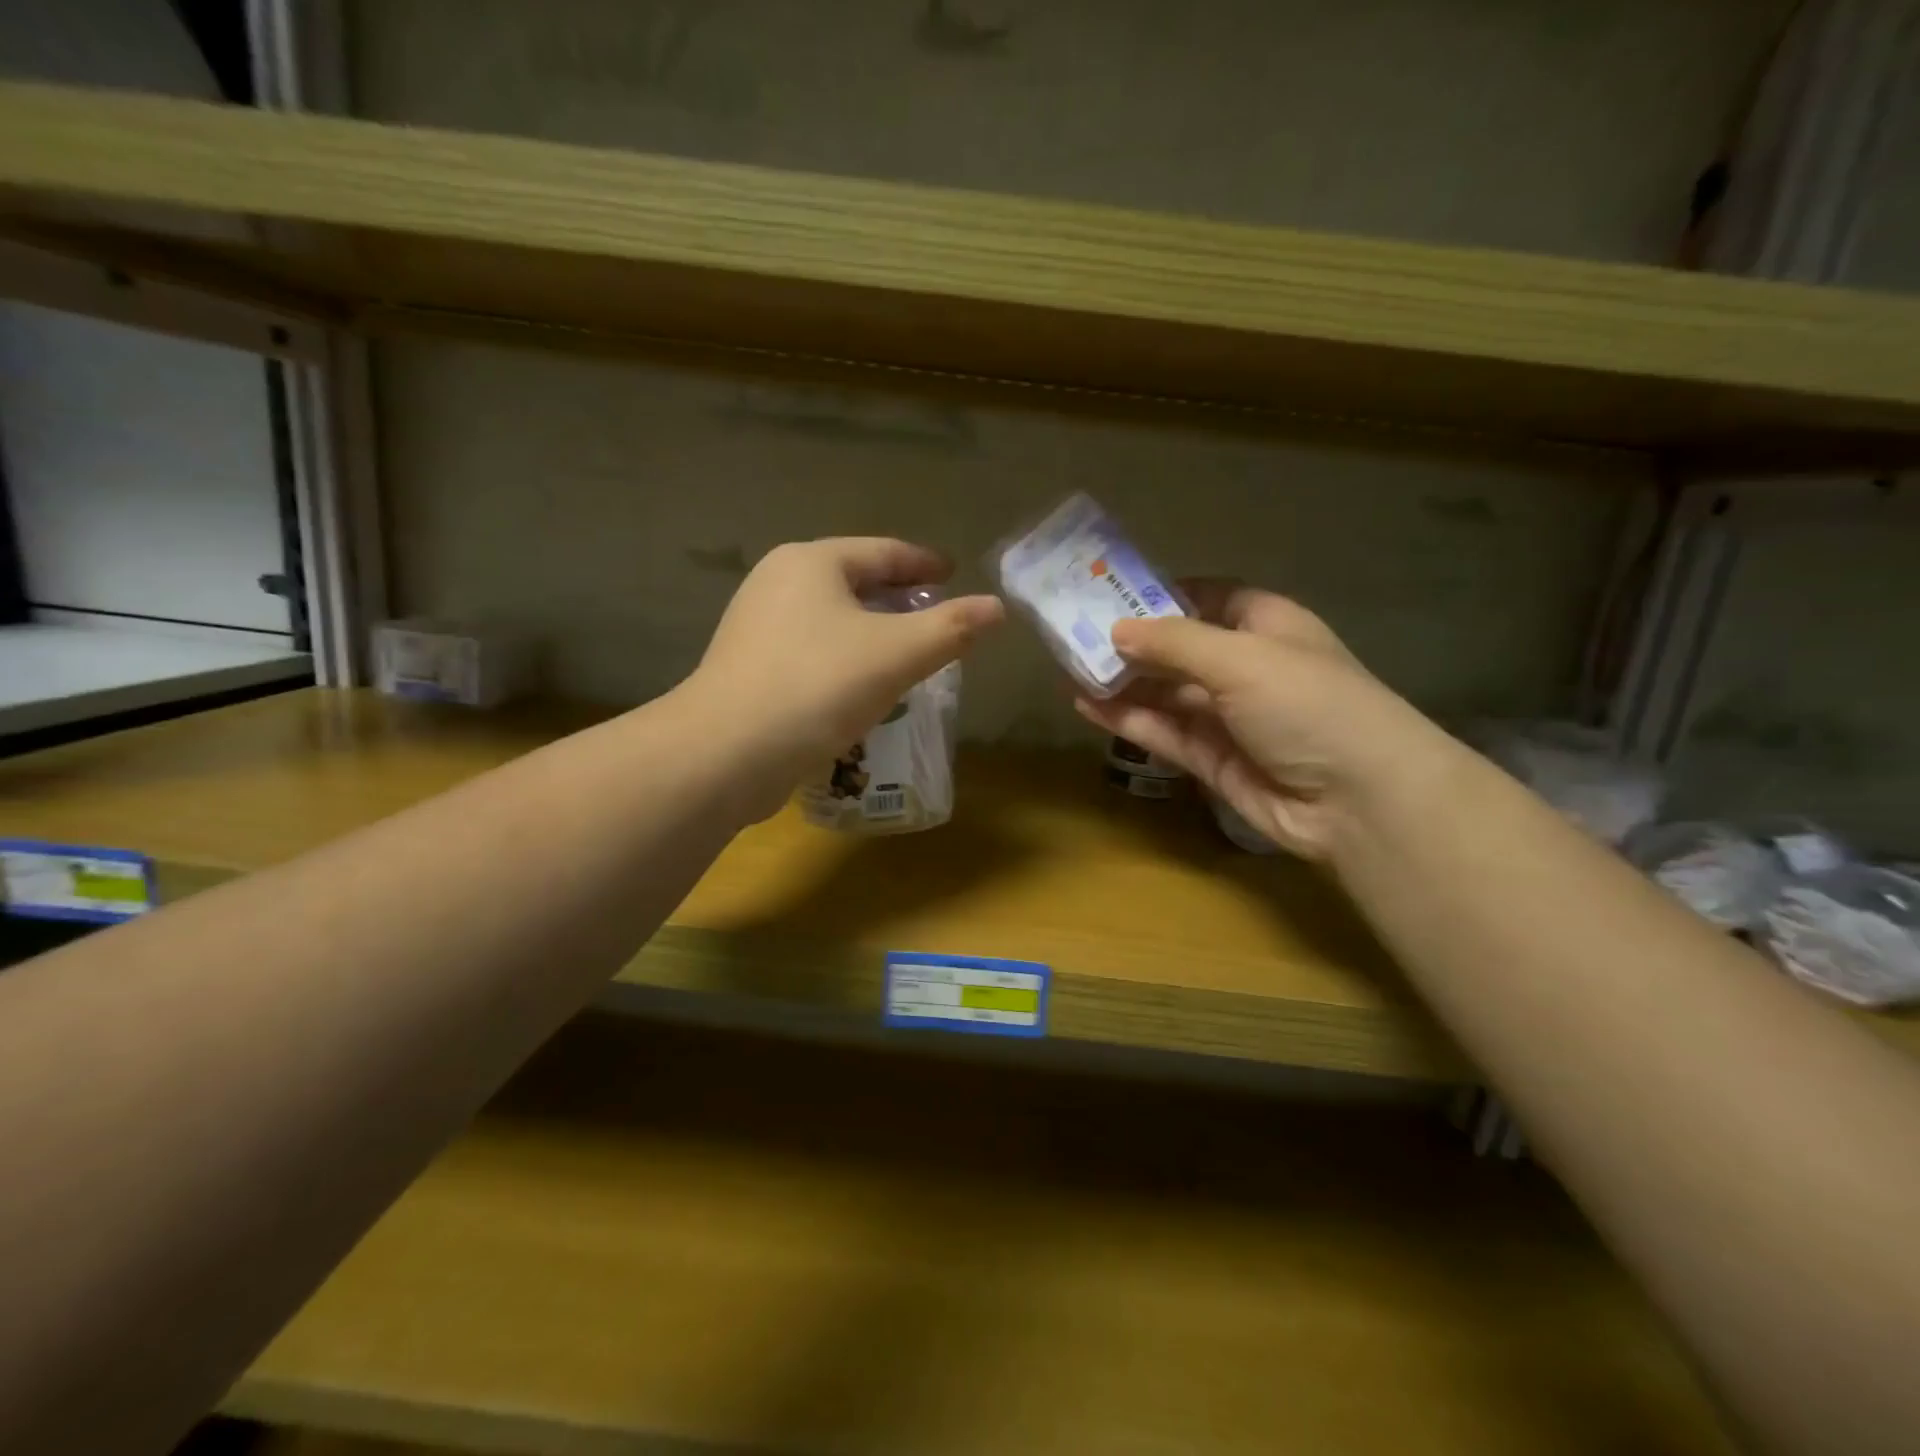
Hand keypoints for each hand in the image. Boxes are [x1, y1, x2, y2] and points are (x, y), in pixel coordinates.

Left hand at [687, 538, 1003, 816]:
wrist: (726, 753)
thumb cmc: (818, 687)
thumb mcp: (897, 654)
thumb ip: (951, 628)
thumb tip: (997, 608)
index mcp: (812, 562)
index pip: (883, 551)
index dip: (924, 563)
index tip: (954, 574)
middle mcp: (778, 582)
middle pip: (854, 581)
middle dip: (898, 598)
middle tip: (937, 616)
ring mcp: (756, 626)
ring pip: (832, 618)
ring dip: (872, 631)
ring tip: (907, 653)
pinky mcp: (748, 667)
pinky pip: (812, 650)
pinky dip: (845, 658)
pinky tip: (863, 686)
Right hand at [1074, 581, 1433, 859]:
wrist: (1357, 800)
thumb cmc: (1308, 704)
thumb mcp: (1240, 658)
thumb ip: (1174, 642)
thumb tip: (1117, 630)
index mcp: (1266, 626)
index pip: (1209, 598)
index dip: (1164, 594)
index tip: (1111, 592)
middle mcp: (1246, 667)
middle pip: (1179, 647)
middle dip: (1132, 642)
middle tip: (1073, 633)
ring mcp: (1228, 717)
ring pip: (1165, 693)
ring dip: (1122, 682)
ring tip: (1068, 669)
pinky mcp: (1212, 760)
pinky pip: (1163, 732)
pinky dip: (1127, 719)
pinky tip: (1086, 705)